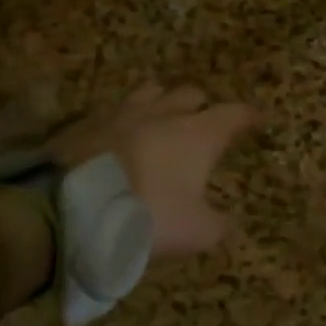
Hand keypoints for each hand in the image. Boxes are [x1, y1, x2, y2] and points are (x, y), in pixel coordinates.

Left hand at [48, 83, 261, 258]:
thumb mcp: (195, 233)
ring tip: (162, 118)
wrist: (69, 208)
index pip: (233, 114)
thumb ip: (219, 226)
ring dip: (162, 102)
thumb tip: (230, 223)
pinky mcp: (87, 121)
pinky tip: (120, 134)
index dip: (248, 116)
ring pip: (151, 92)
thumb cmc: (146, 216)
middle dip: (202, 106)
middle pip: (191, 94)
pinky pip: (115, 109)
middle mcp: (164, 112)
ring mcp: (123, 112)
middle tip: (204, 122)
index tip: (257, 119)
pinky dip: (125, 118)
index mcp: (197, 134)